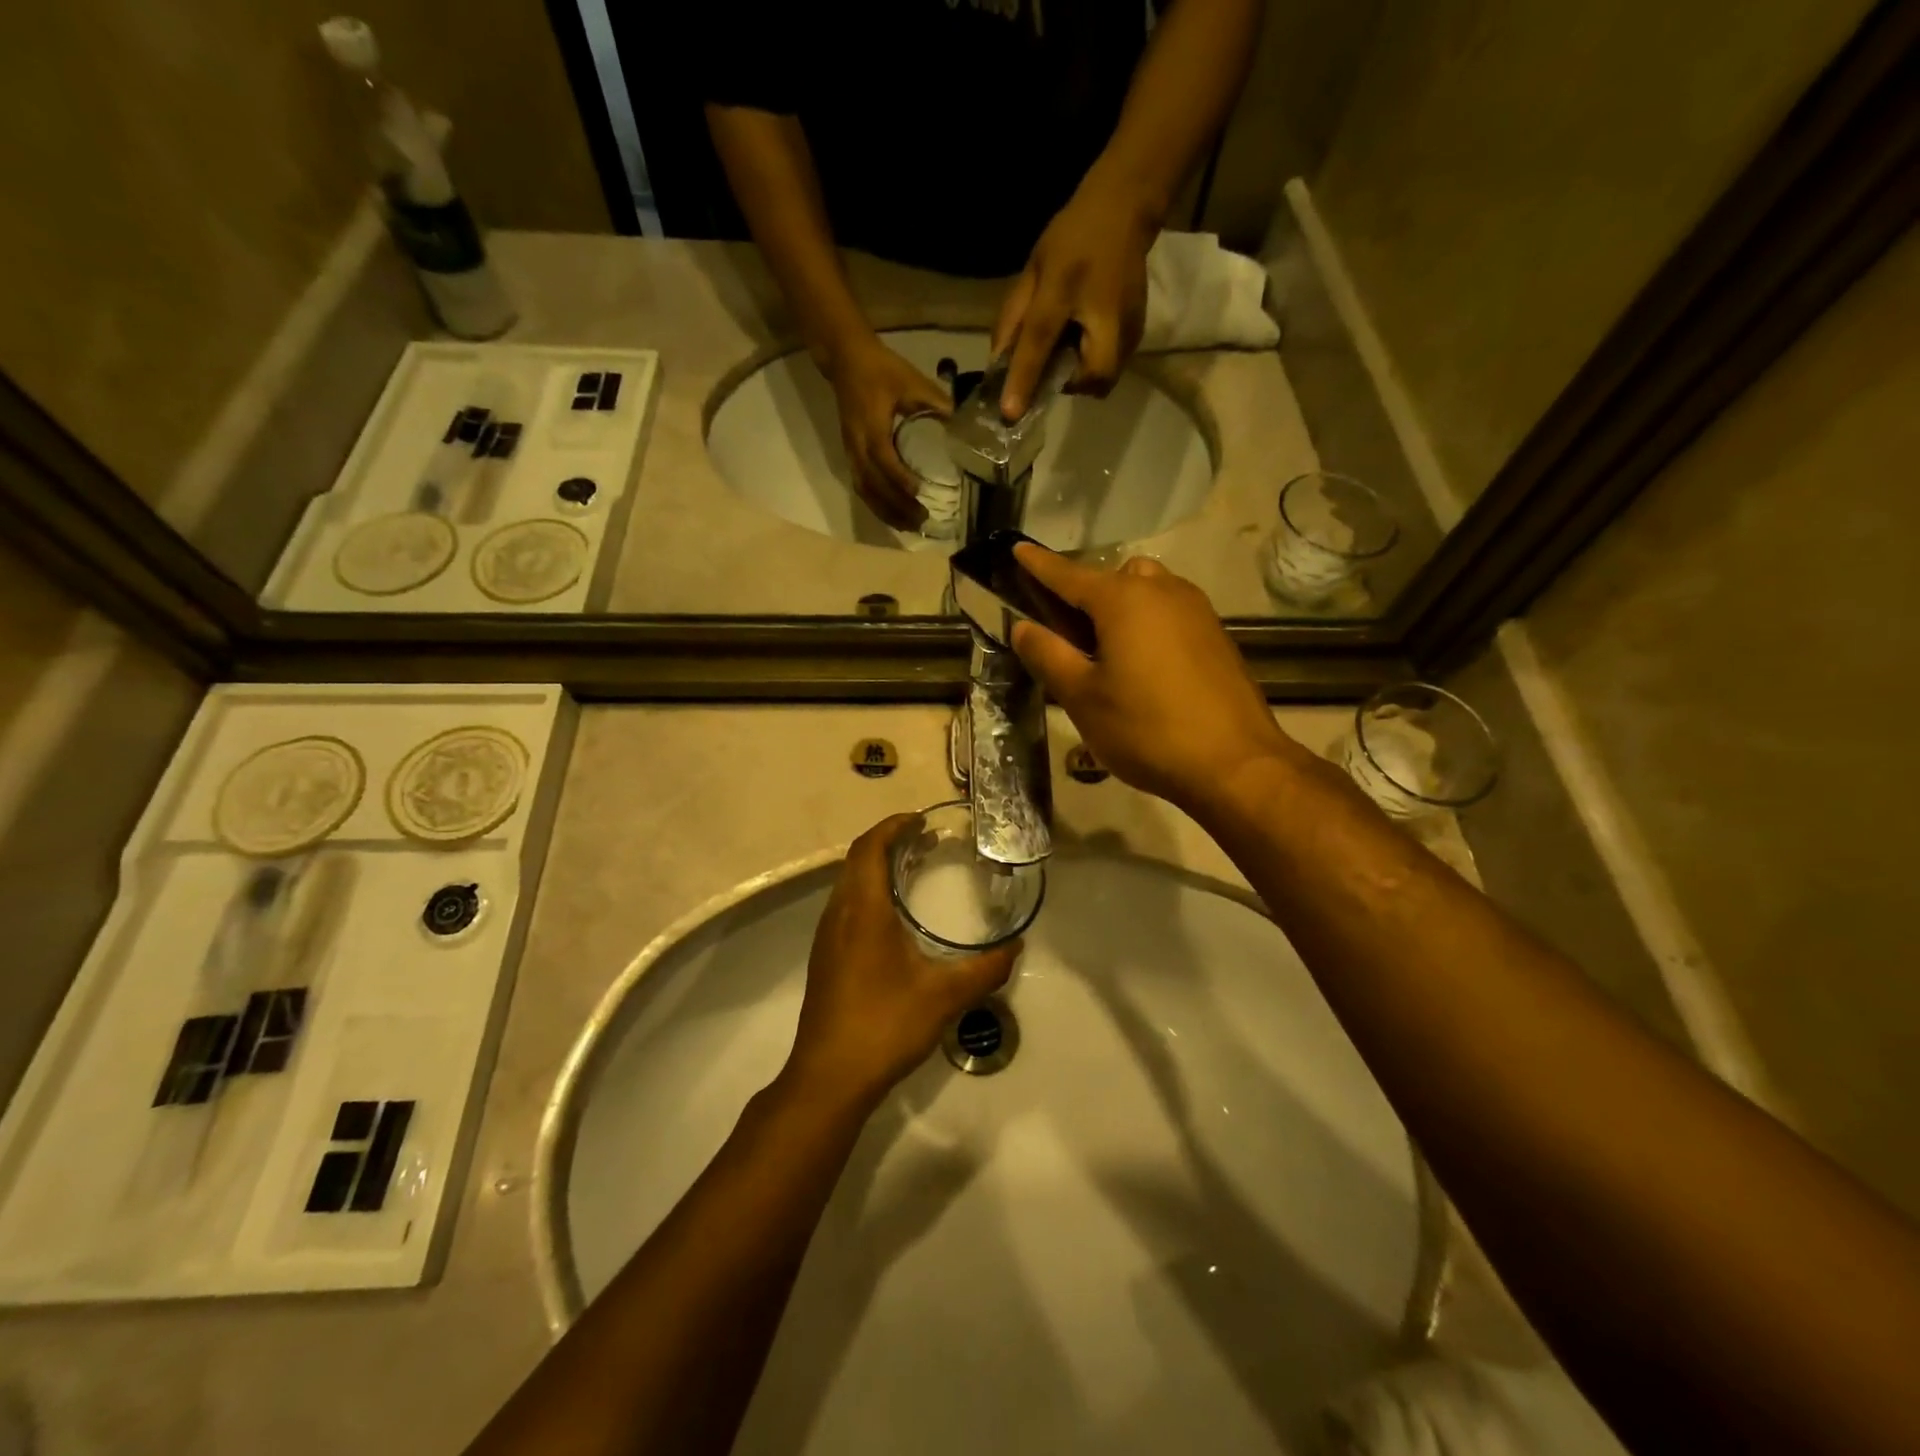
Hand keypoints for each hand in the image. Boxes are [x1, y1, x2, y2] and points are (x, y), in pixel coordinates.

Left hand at [781, 816, 1017, 1111]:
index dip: (892, 826)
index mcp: (863, 911)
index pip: (870, 848)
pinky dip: (869, 892)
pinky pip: (846, 906)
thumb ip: (985, 970)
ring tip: (912, 870)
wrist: (829, 1077)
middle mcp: (839, 915)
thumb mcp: (944, 997)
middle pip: (857, 860)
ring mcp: (827, 938)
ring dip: (876, 867)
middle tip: (925, 842)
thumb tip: (1016, 947)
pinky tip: (892, 918)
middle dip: (888, 842)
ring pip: (848, 884)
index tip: (921, 820)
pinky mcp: (825, 959)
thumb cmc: (884, 1025)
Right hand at [823, 335, 950, 530]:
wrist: (845, 359)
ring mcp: (851, 452)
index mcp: (871, 425)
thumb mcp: (911, 379)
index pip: (883, 458)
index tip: (918, 492)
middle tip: (922, 519)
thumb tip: (962, 426)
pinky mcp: (851, 456)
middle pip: (873, 484)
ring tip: (910, 526)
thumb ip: (935, 402)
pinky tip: (893, 516)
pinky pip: (861, 487)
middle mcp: (857, 444)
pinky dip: (877, 505)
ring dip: (886, 511)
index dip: (899, 477)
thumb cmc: (881, 368)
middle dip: (896, 505)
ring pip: (865, 490)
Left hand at [992, 176, 1154, 418]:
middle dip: (1068, 384)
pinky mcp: (1138, 334)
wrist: (1125, 210)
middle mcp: (1105, 312)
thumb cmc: (1073, 238)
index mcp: (1067, 287)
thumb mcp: (1033, 271)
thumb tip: (997, 365)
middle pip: (1090, 378)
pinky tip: (1086, 341)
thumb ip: (1013, 319)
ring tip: (1070, 348)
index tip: (1011, 414)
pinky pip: (1111, 368)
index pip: (1041, 340)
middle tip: (1054, 365)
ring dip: (1080, 377)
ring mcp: (1130, 327)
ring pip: (1103, 380)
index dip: (1024, 379)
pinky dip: (1092, 366)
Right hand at [1009, 544, 1299, 812]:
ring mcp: (1197, 611)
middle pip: (1113, 577)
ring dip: (1121, 606)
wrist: (1235, 764)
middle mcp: (1163, 591)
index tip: (1018, 549)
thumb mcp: (1083, 698)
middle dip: (1086, 592)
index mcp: (1124, 600)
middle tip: (1067, 633)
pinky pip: (1171, 612)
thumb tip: (1022, 627)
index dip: (1039, 564)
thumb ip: (1048, 655)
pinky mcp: (1216, 636)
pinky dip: (1148, 622)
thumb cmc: (1146, 729)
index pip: (1068, 574)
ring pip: (1148, 590)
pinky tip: (1144, 665)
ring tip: (1106, 650)